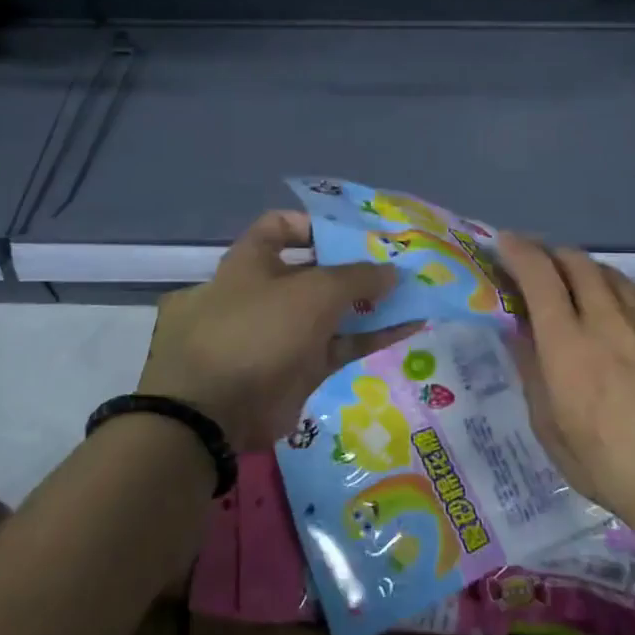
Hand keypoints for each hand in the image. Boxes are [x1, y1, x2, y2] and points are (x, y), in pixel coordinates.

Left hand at [138, 210, 418, 452]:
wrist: (218, 411)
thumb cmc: (260, 329)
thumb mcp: (314, 292)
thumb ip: (357, 277)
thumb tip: (391, 271)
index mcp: (252, 261)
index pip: (281, 226)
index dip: (316, 224)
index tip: (355, 231)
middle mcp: (266, 292)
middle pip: (316, 270)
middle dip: (356, 266)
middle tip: (400, 262)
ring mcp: (284, 333)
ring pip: (333, 311)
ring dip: (372, 302)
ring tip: (415, 292)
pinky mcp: (300, 368)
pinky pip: (342, 344)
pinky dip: (373, 335)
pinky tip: (410, 325)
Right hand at [498, 234, 634, 524]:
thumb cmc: (603, 462)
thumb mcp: (548, 425)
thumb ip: (531, 370)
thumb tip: (520, 333)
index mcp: (566, 342)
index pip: (539, 274)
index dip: (519, 251)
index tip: (505, 243)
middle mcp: (605, 319)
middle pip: (576, 261)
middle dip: (551, 254)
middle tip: (538, 265)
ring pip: (609, 273)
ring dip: (584, 270)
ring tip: (575, 284)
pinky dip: (616, 291)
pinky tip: (616, 310)